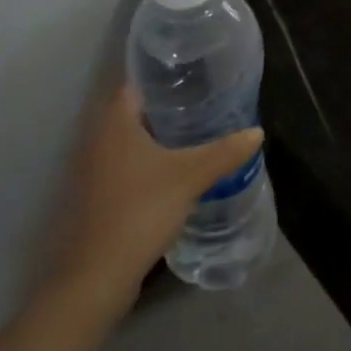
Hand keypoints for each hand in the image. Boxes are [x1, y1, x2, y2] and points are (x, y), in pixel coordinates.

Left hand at [48, 85, 263, 307]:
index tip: (194, 74)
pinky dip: (148, 160)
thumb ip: (224, 152)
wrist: (98, 276)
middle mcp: (98, 139)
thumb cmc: (140, 210)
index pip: (137, 83)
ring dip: (157, 135)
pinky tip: (175, 168)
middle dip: (166, 106)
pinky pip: (126, 163)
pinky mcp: (98, 195)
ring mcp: (94, 169)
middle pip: (134, 110)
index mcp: (114, 123)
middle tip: (203, 101)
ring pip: (130, 140)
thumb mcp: (190, 177)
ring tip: (196, 131)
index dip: (164, 76)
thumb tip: (256, 132)